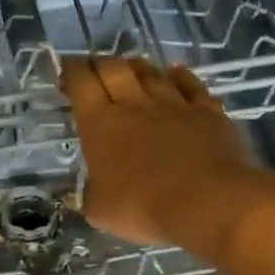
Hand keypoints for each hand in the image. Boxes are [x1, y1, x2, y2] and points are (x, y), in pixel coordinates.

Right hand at [61, 57, 274, 261]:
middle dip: (100, 62)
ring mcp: (174, 104)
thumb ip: (91, 196)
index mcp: (100, 123)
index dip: (71, 71)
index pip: (81, 82)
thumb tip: (88, 195)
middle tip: (94, 68)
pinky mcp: (207, 111)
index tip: (67, 71)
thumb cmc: (144, 207)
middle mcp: (134, 104)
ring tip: (130, 67)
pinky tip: (176, 73)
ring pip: (151, 72)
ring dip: (137, 66)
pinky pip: (191, 85)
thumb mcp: (100, 211)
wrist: (208, 202)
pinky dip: (180, 76)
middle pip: (113, 68)